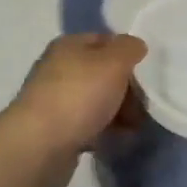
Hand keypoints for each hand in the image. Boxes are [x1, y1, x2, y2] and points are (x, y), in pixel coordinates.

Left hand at [7, 33, 146, 186]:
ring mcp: (55, 99)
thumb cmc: (79, 95)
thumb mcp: (113, 63)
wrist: (40, 145)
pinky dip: (103, 131)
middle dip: (126, 89)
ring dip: (117, 113)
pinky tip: (116, 142)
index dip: (127, 55)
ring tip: (134, 128)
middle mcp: (59, 68)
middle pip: (102, 73)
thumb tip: (135, 45)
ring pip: (96, 101)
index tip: (146, 75)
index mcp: (69, 45)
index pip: (105, 41)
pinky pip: (87, 125)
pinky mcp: (56, 129)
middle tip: (143, 107)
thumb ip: (128, 49)